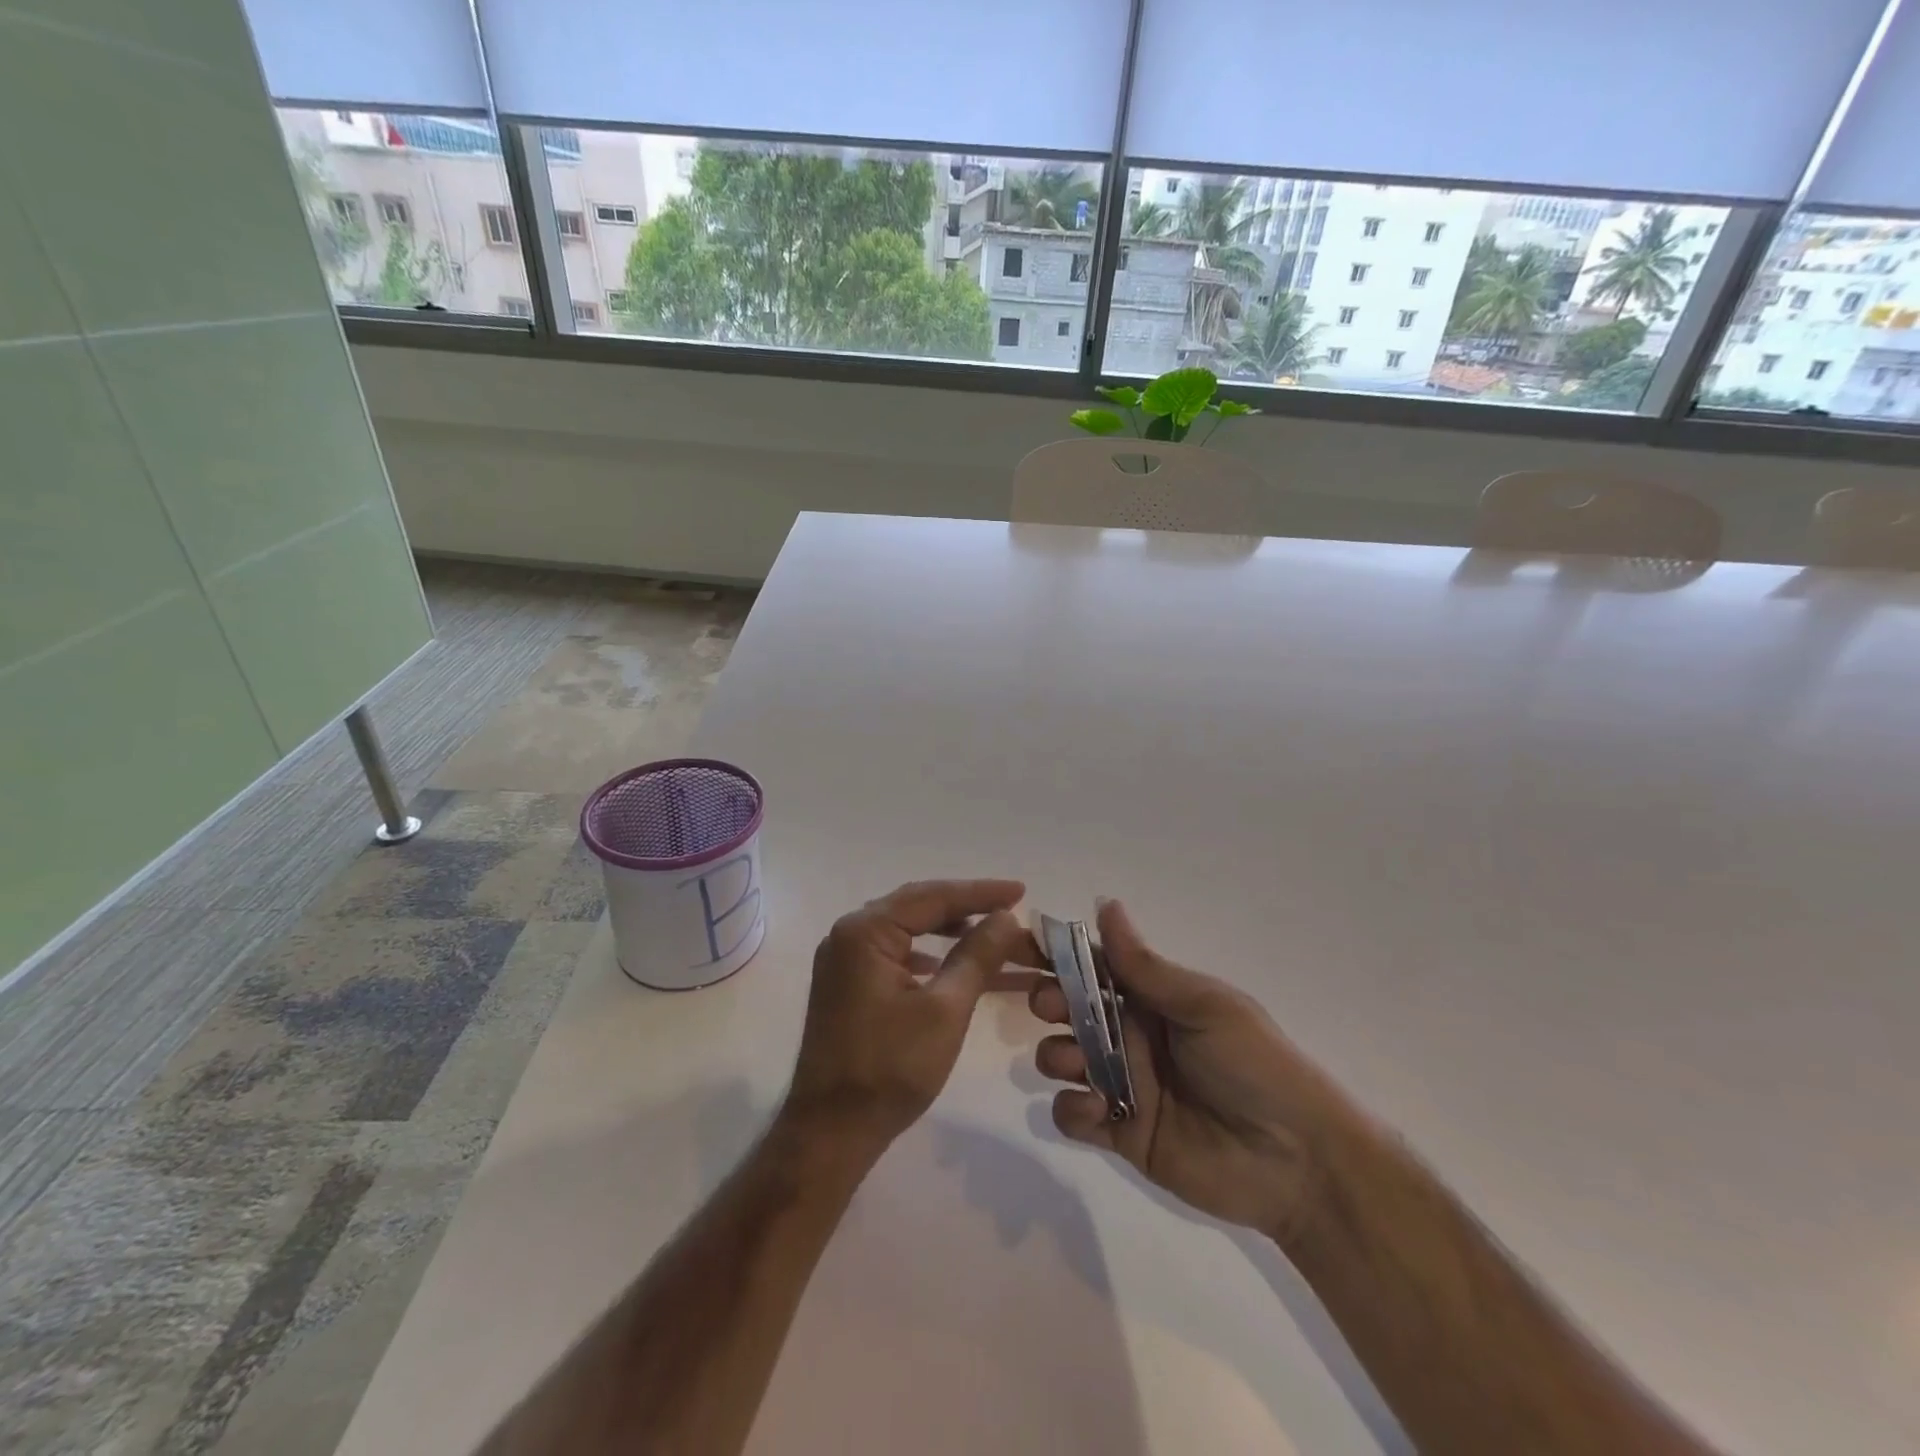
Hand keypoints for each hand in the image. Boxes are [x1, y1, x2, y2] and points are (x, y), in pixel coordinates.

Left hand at [784, 879, 1041, 1155]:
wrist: (832, 1131)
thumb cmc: (891, 1069)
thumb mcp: (946, 1009)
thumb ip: (977, 955)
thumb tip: (1007, 917)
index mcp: (865, 931)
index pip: (931, 897)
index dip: (980, 892)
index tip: (1021, 891)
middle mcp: (848, 934)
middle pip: (917, 906)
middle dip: (966, 907)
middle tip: (1010, 907)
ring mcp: (843, 959)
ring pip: (906, 928)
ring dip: (948, 929)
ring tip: (990, 933)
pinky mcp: (847, 984)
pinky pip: (894, 951)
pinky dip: (928, 953)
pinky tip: (953, 964)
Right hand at [1031, 899, 1351, 1246]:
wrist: (1297, 1160)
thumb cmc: (1253, 1064)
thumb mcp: (1203, 1005)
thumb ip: (1144, 965)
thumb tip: (1104, 903)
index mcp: (1152, 998)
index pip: (1093, 967)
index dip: (1057, 956)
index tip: (1021, 946)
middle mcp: (1131, 1035)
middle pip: (1069, 1010)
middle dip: (1050, 1003)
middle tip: (1052, 1008)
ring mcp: (1124, 1085)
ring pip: (1062, 1058)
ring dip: (1056, 1054)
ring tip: (1077, 1065)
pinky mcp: (1120, 1133)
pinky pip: (1073, 1115)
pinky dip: (1072, 1109)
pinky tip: (1095, 1111)